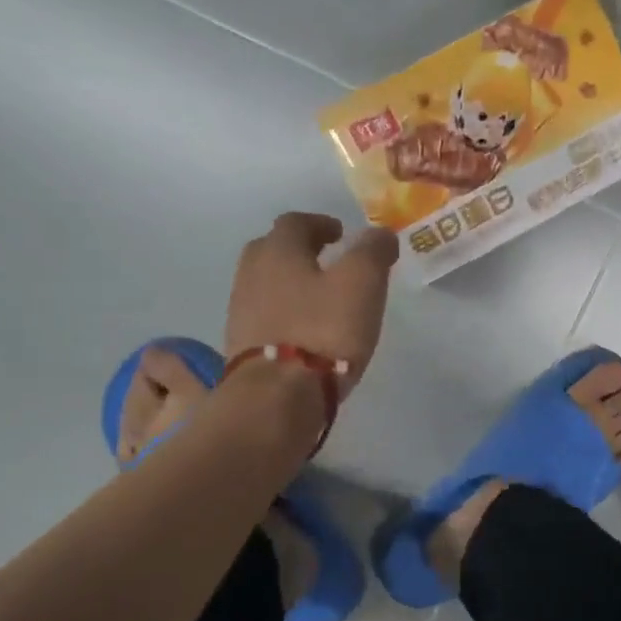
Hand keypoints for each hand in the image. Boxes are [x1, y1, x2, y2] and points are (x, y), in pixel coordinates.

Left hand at [225, 212, 398, 393]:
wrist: (276, 398)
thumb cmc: (324, 330)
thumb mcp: (362, 283)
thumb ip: (372, 251)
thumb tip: (379, 234)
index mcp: (279, 251)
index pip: (295, 222)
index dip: (319, 223)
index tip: (340, 233)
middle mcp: (252, 274)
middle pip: (271, 250)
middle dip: (297, 250)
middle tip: (324, 260)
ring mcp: (241, 313)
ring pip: (264, 284)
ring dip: (288, 284)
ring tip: (318, 298)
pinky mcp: (242, 347)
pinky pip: (263, 317)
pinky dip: (283, 314)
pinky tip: (303, 331)